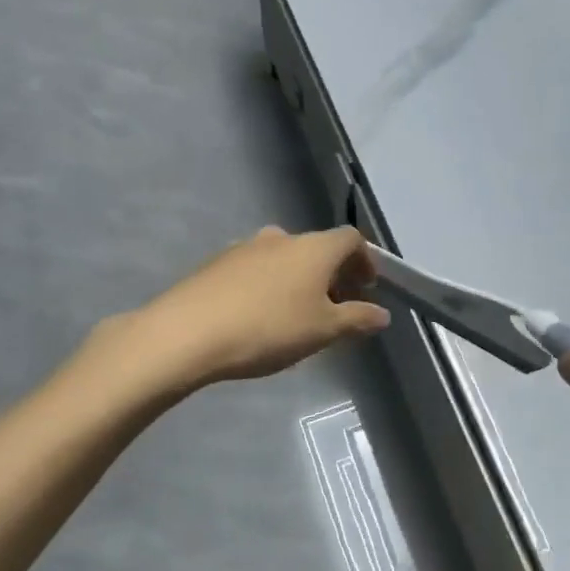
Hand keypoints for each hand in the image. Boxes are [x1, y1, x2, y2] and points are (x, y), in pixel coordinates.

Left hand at [129, 226, 390, 387]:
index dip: (364, 260)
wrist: (187, 332)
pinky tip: (260, 315)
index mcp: (314, 248)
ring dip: (299, 279)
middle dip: (332, 274)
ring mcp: (245, 247)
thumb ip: (356, 320)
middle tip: (336, 306)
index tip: (366, 287)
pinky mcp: (216, 263)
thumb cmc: (269, 328)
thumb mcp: (322, 331)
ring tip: (298, 313)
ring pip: (284, 257)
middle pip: (317, 248)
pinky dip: (269, 284)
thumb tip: (382, 314)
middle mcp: (282, 238)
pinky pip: (256, 268)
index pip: (351, 239)